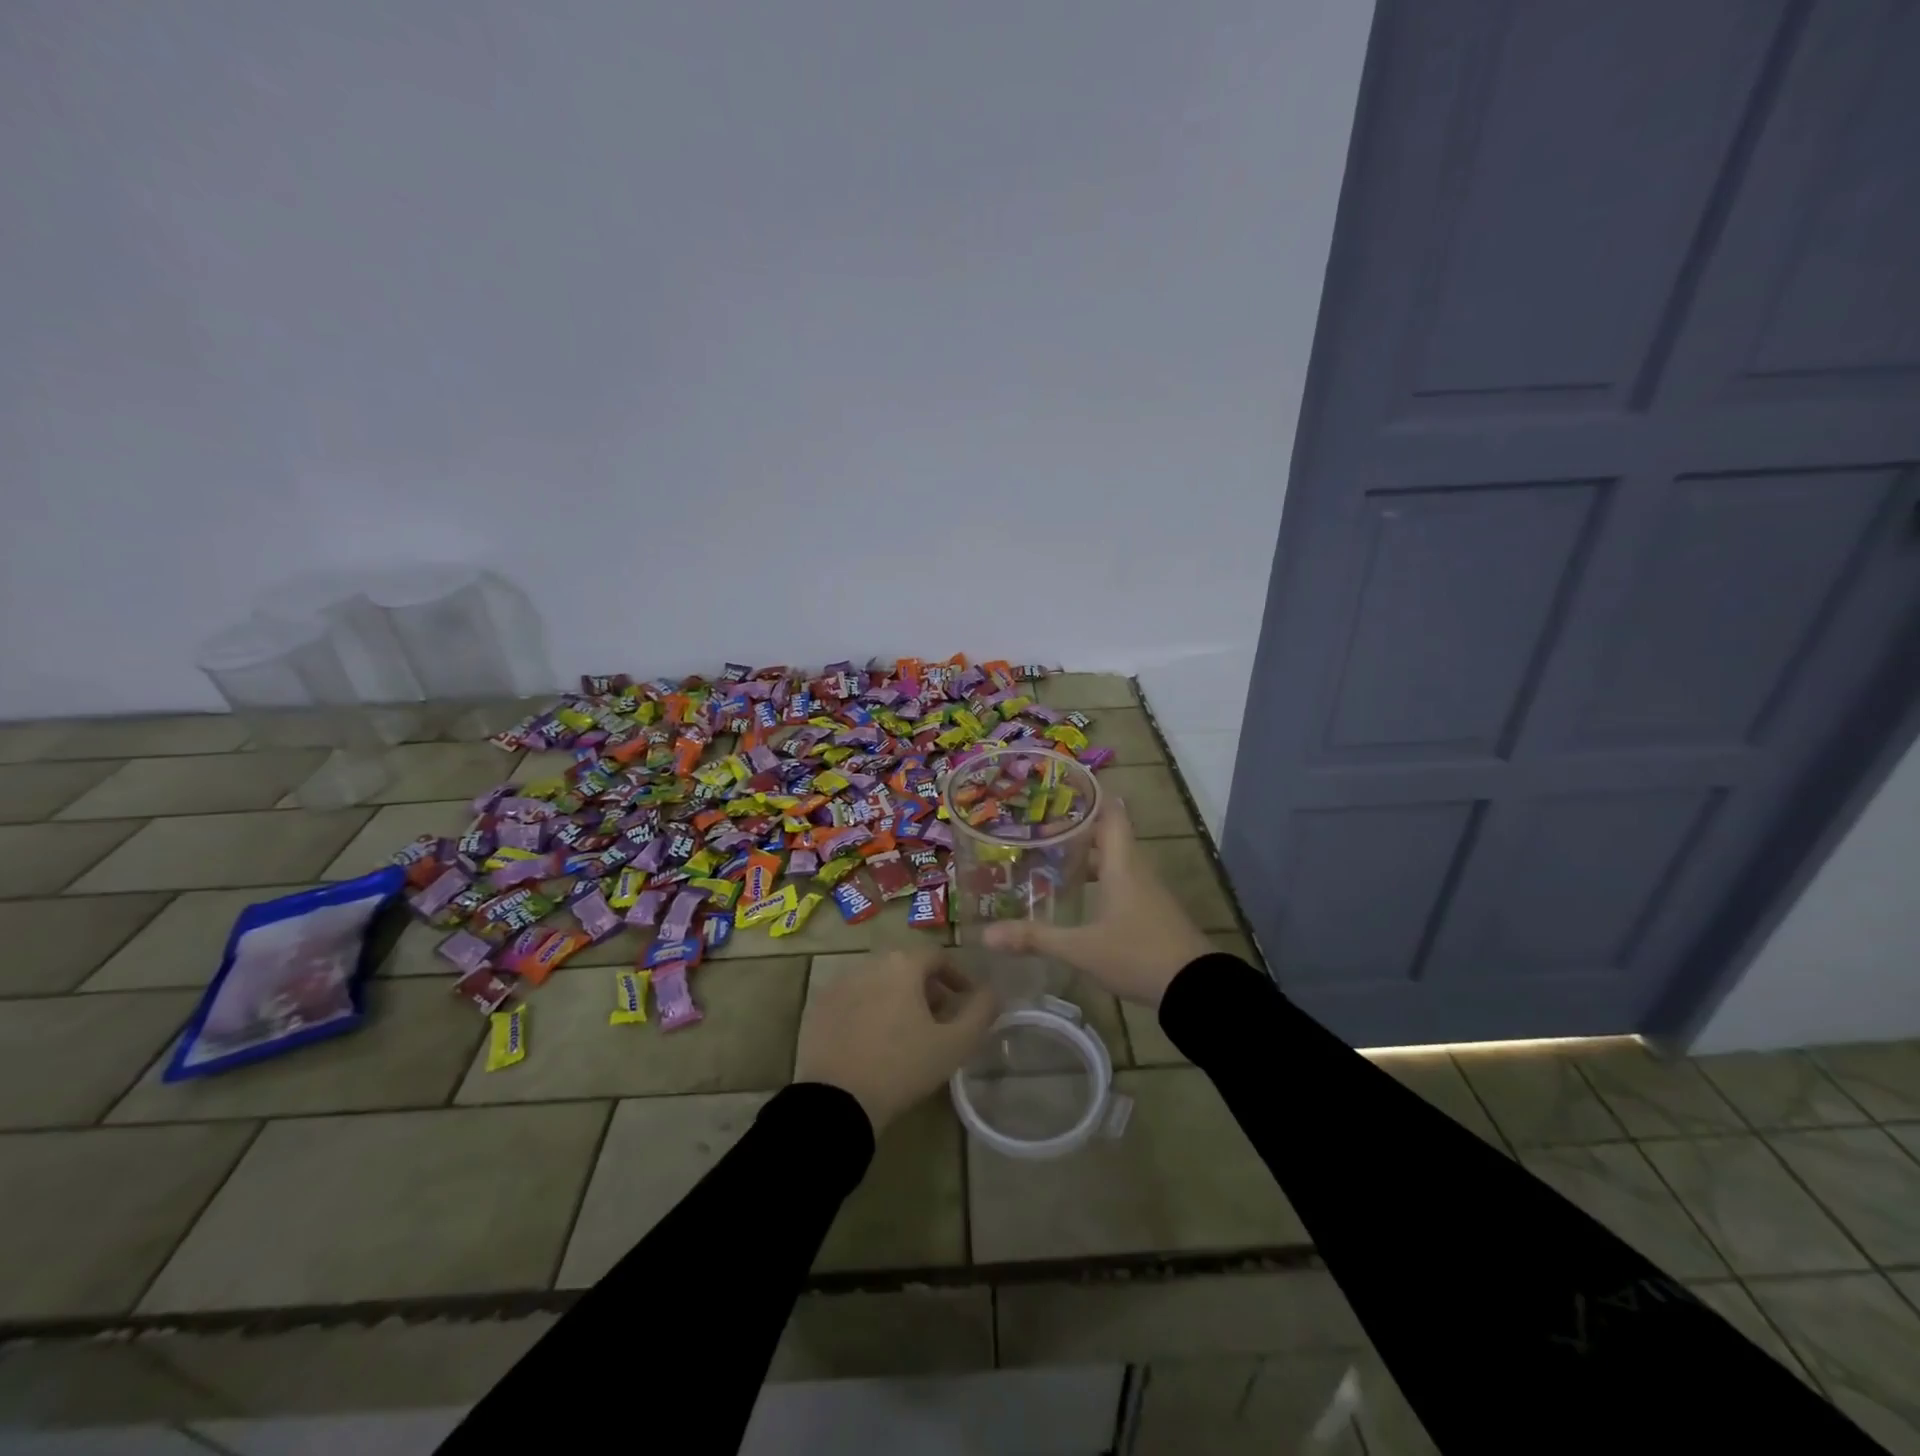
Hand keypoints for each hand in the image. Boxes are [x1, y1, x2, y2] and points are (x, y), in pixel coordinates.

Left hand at [794, 946, 999, 1132]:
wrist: (836, 1102)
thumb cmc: (902, 1067)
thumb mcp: (955, 1044)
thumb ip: (981, 1011)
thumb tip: (994, 991)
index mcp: (902, 964)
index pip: (937, 956)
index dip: (957, 976)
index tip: (966, 1000)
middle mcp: (868, 963)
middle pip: (905, 967)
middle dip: (926, 988)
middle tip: (938, 1019)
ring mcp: (838, 984)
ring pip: (877, 982)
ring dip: (896, 998)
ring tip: (906, 1033)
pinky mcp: (817, 1007)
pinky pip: (852, 1000)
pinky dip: (867, 1011)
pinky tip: (872, 1042)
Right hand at [982, 798, 1210, 1008]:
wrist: (1196, 990)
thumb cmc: (1138, 954)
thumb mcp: (1081, 949)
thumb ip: (1036, 938)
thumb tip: (987, 936)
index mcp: (1122, 863)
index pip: (1110, 812)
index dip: (1090, 796)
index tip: (1060, 787)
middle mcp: (1136, 869)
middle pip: (1108, 835)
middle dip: (1076, 829)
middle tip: (1039, 827)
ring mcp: (1148, 891)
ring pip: (1115, 860)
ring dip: (1087, 856)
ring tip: (1050, 858)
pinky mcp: (1152, 912)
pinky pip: (1122, 882)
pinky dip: (1099, 879)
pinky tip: (1078, 895)